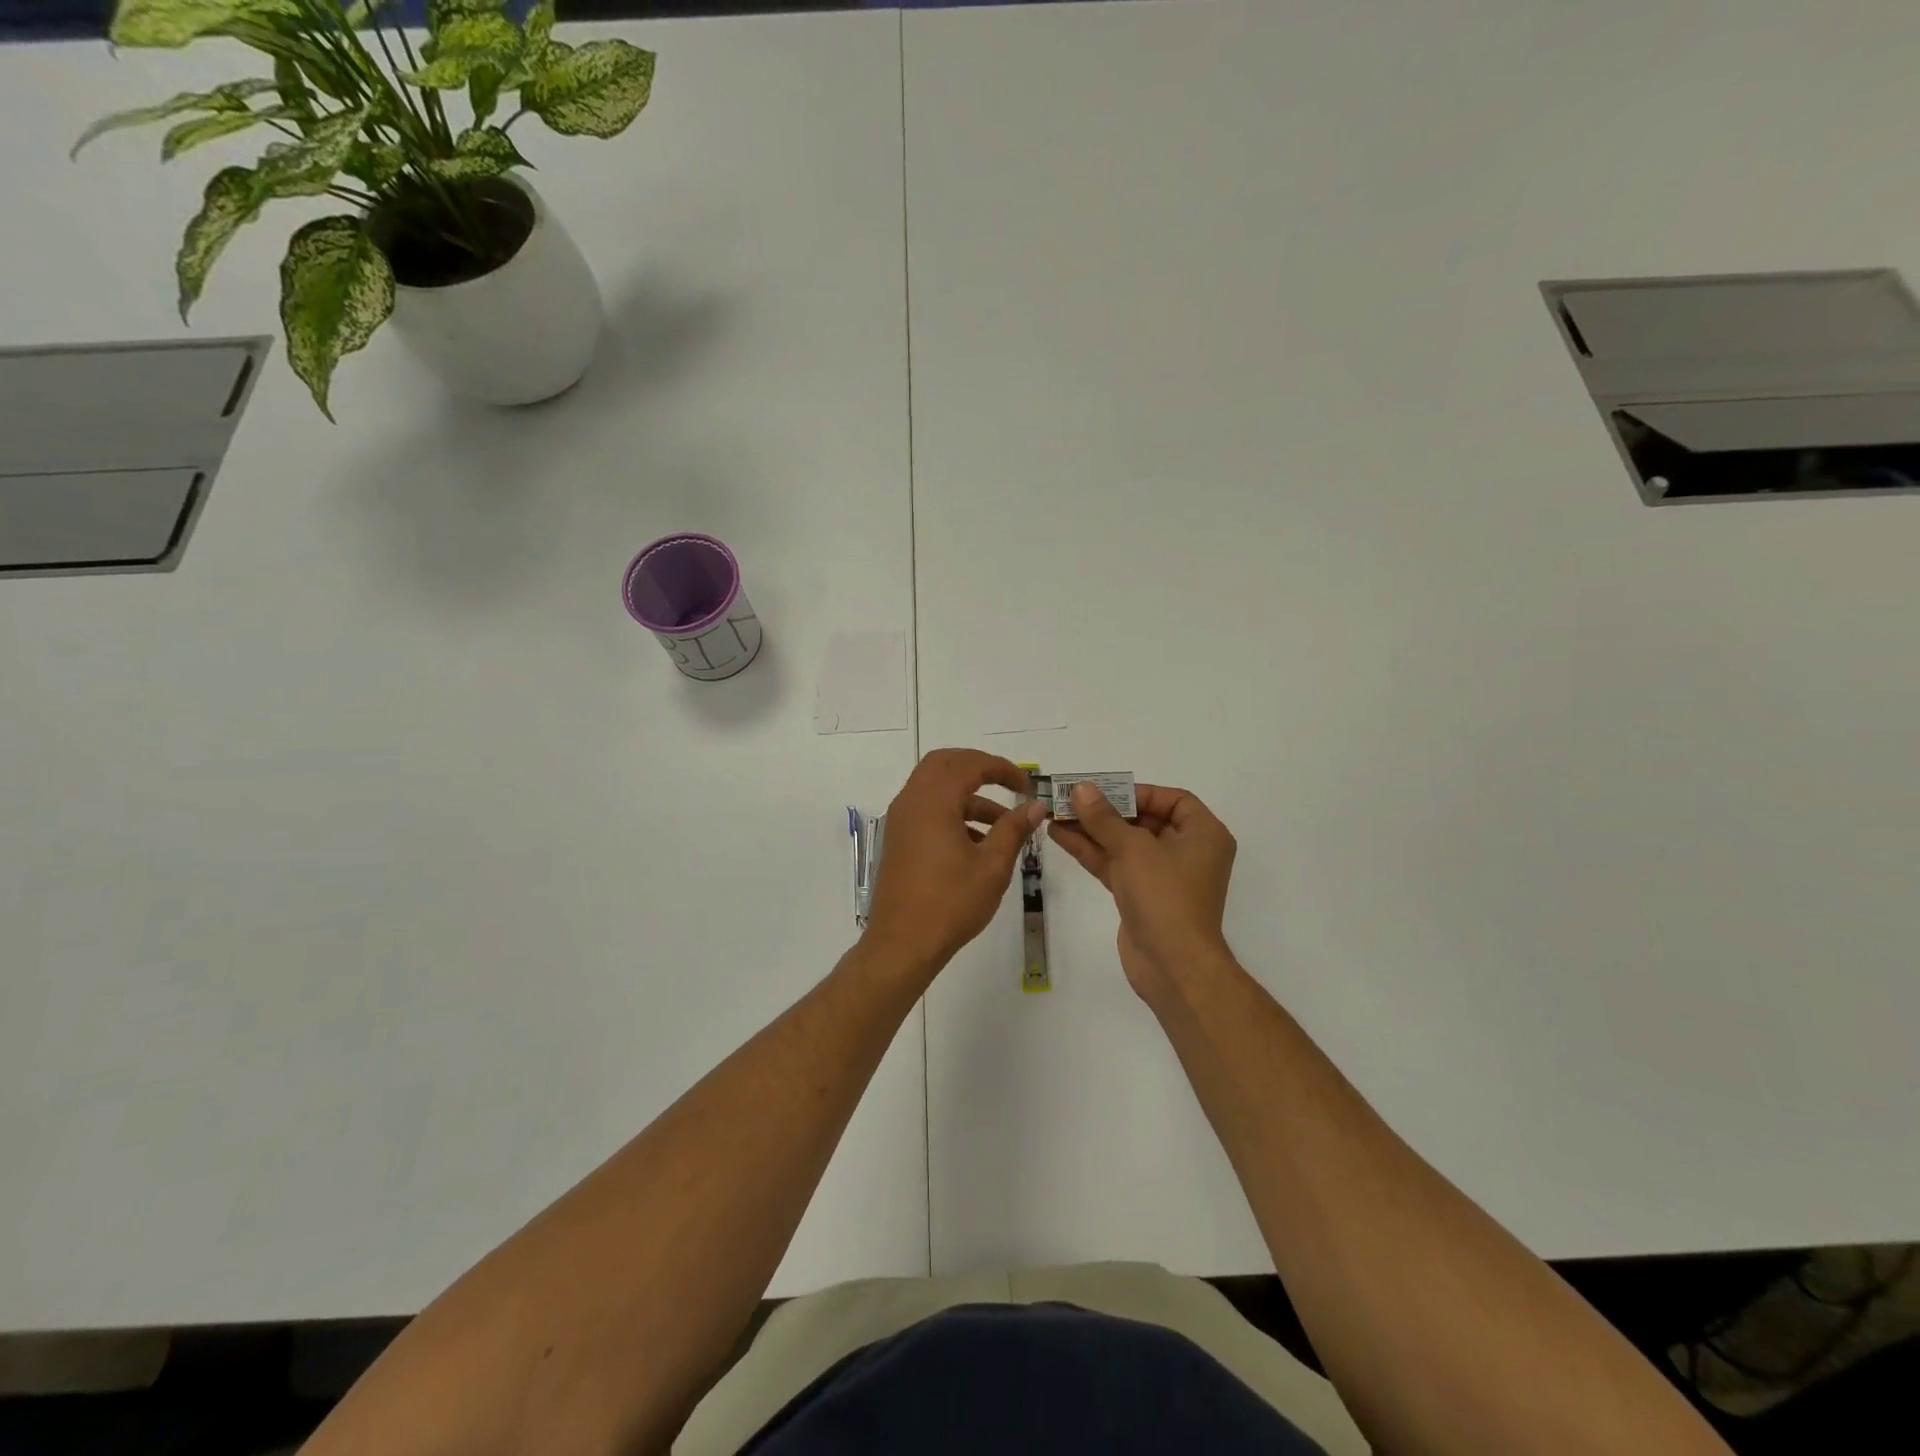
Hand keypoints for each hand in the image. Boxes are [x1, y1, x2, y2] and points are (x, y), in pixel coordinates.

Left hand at [863, 748, 1048, 979]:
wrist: (902, 944)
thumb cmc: (950, 903)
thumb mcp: (992, 866)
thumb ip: (1014, 829)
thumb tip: (1035, 806)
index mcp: (933, 801)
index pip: (969, 764)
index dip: (1002, 768)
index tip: (1026, 786)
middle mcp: (911, 801)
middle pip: (945, 764)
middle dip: (979, 769)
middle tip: (1009, 786)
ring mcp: (900, 820)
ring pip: (935, 787)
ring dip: (968, 795)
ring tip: (1004, 824)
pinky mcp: (898, 839)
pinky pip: (926, 809)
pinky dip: (952, 812)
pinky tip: (978, 842)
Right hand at [1049, 782, 1237, 997]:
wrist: (1172, 965)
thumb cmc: (1164, 896)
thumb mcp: (1133, 849)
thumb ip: (1104, 818)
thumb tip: (1081, 789)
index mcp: (1203, 835)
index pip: (1173, 800)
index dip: (1138, 792)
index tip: (1104, 791)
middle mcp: (1187, 852)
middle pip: (1144, 820)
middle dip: (1105, 810)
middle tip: (1070, 799)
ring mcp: (1163, 876)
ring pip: (1124, 844)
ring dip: (1092, 830)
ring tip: (1054, 814)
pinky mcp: (1142, 896)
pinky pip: (1116, 865)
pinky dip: (1091, 851)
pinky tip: (1060, 836)